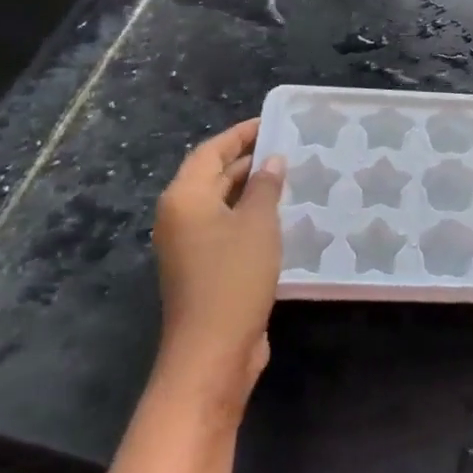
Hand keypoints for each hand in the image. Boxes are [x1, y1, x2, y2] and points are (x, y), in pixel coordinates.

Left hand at [152, 118, 286, 409]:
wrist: (213, 350)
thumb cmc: (233, 277)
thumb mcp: (257, 224)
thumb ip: (265, 187)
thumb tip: (271, 161)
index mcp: (184, 198)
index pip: (211, 152)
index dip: (240, 135)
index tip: (271, 122)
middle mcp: (180, 217)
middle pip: (213, 176)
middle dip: (247, 160)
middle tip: (288, 147)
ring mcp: (190, 246)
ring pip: (222, 204)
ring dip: (252, 190)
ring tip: (291, 176)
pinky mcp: (204, 269)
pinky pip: (228, 228)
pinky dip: (251, 216)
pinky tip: (282, 217)